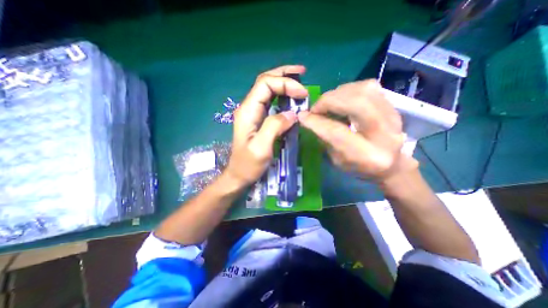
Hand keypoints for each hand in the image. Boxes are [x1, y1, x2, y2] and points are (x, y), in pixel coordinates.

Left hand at [223, 64, 307, 187]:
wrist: (239, 175)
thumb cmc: (248, 165)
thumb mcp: (261, 148)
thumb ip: (274, 127)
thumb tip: (292, 114)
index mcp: (248, 111)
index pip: (265, 85)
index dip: (285, 83)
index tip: (302, 93)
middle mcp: (248, 107)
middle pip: (265, 81)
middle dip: (284, 74)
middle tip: (302, 72)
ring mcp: (253, 113)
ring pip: (267, 89)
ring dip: (283, 82)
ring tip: (299, 80)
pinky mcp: (258, 119)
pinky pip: (270, 101)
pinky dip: (282, 95)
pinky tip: (290, 97)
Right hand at [298, 79, 418, 182]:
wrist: (392, 164)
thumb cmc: (360, 166)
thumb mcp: (337, 160)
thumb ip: (324, 139)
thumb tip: (308, 118)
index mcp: (368, 156)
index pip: (338, 133)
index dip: (316, 122)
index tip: (302, 116)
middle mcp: (385, 134)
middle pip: (356, 104)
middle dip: (328, 102)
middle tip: (315, 108)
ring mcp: (393, 116)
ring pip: (363, 90)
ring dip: (337, 94)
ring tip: (327, 104)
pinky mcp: (392, 105)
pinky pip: (368, 86)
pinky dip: (348, 90)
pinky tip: (341, 99)